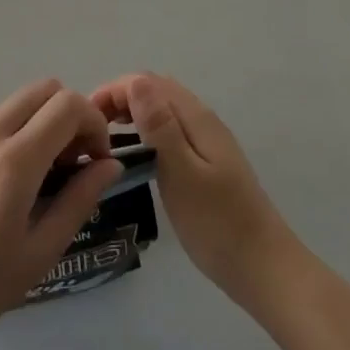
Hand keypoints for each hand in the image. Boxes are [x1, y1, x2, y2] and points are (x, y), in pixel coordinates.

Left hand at [0, 81, 124, 349]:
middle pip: (40, 90)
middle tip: (63, 162)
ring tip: (18, 181)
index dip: (92, 122)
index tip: (93, 158)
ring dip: (27, 130)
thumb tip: (109, 164)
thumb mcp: (39, 253)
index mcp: (14, 161)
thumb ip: (79, 200)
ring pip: (6, 108)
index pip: (68, 104)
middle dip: (65, 116)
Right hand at [91, 73, 300, 308]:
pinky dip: (147, 133)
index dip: (114, 90)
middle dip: (121, 98)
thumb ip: (160, 126)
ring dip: (133, 114)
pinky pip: (171, 131)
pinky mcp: (207, 163)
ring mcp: (207, 142)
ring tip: (105, 140)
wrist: (263, 267)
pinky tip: (135, 158)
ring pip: (164, 110)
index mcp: (196, 118)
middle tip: (91, 128)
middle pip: (157, 91)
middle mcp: (202, 121)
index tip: (86, 117)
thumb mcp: (182, 173)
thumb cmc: (217, 223)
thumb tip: (136, 82)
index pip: (149, 82)